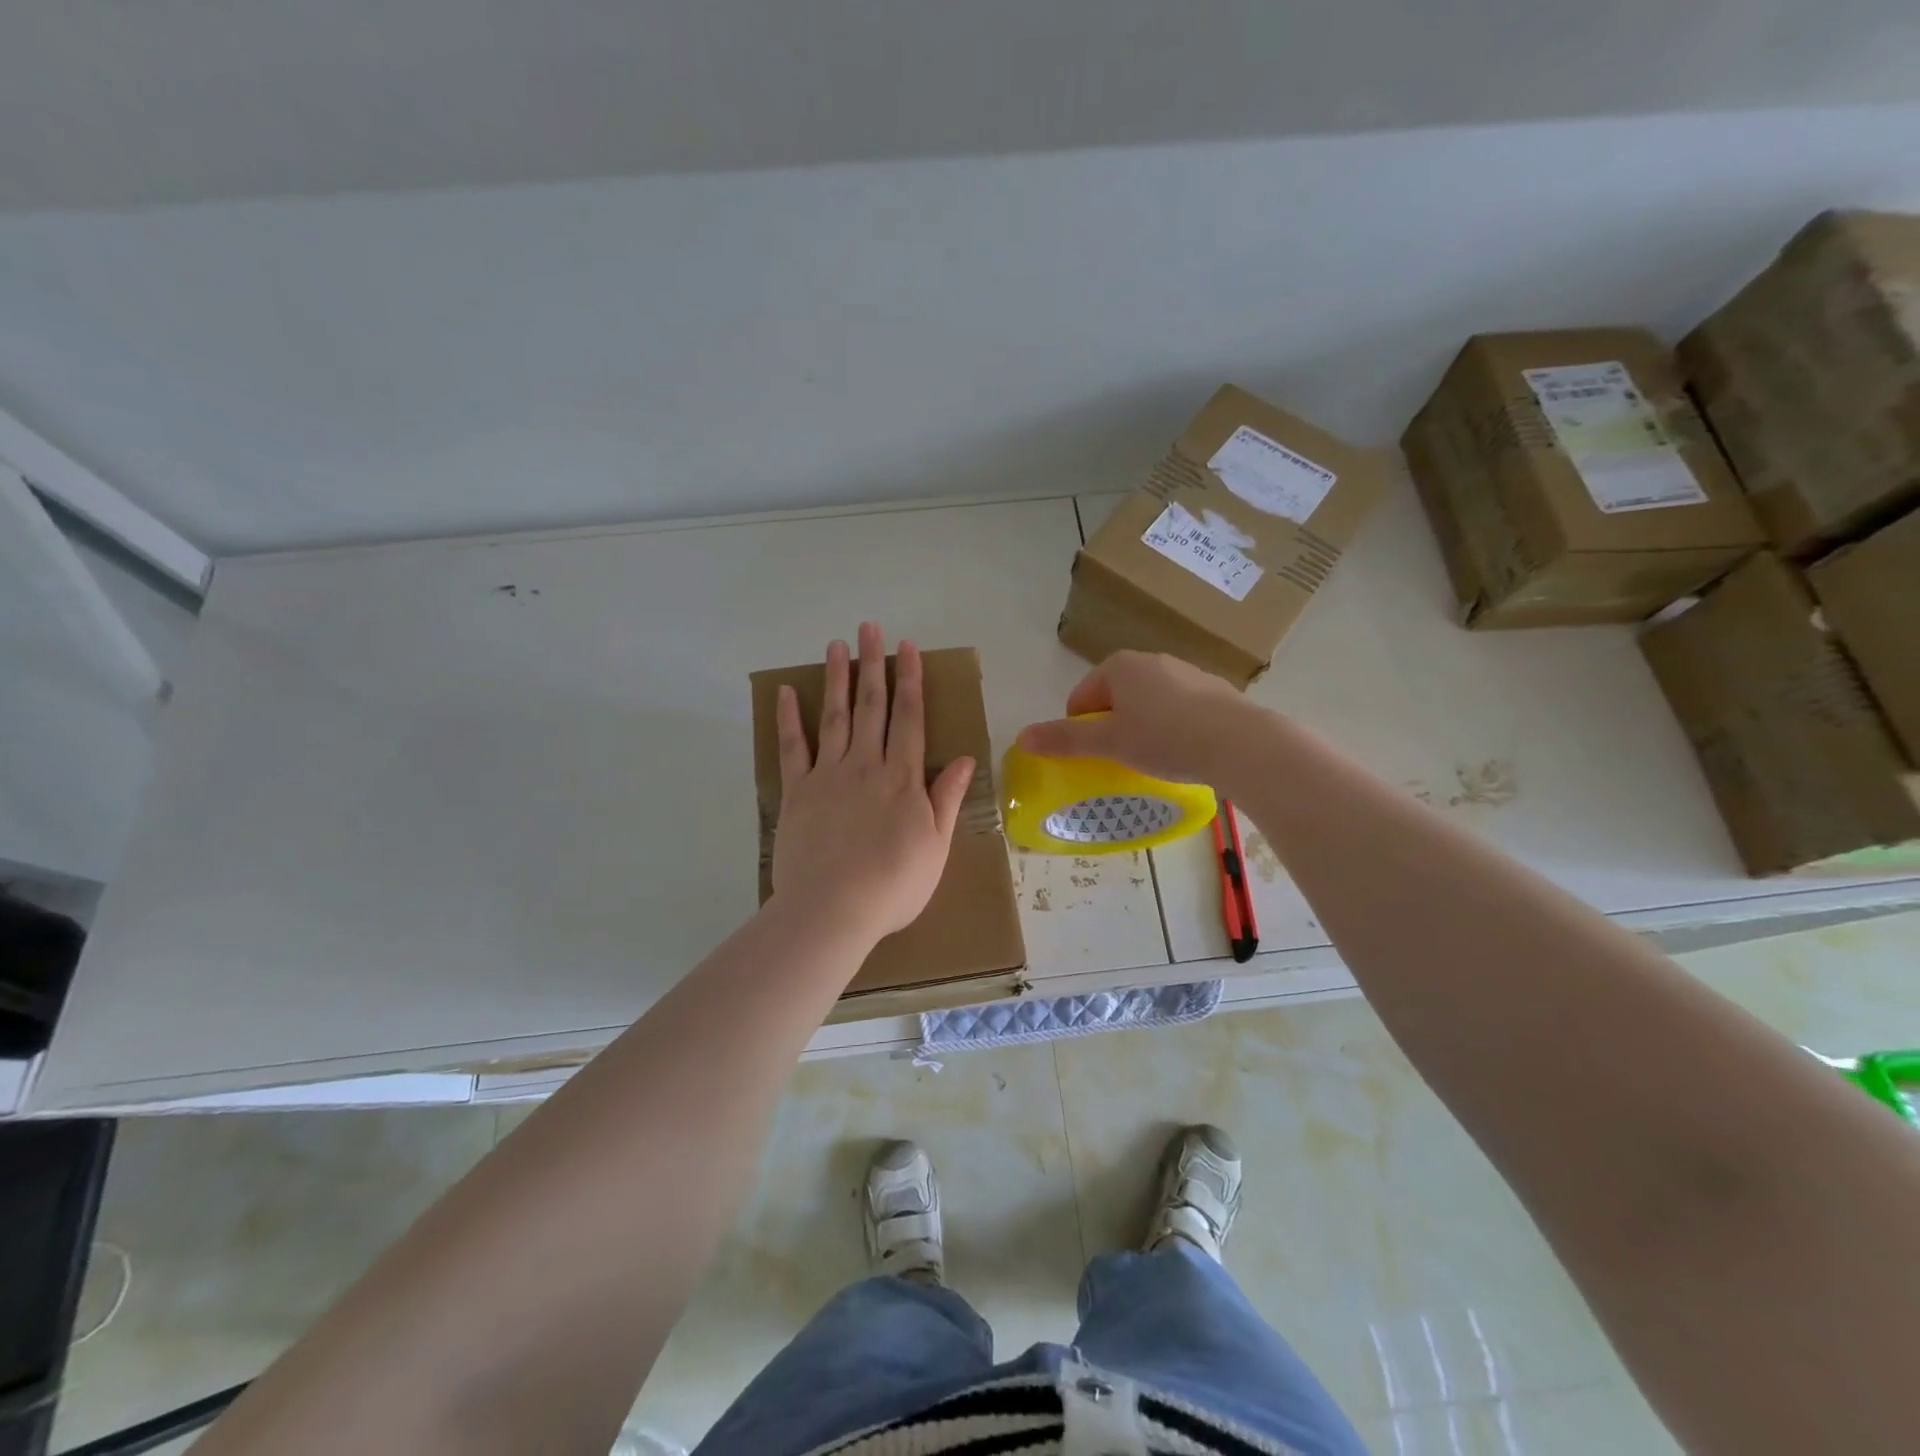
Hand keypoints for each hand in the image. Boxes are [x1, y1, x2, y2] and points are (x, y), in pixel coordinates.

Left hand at [771, 623, 975, 946]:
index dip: (910, 681)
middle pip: (871, 706)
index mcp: (903, 778)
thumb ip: (947, 798)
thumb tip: (967, 758)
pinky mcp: (797, 792)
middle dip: (873, 665)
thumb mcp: (936, 846)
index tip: (907, 648)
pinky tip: (786, 692)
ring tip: (836, 645)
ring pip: (834, 717)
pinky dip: (789, 719)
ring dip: (836, 679)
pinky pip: (792, 749)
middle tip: (870, 628)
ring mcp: (828, 776)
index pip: (910, 718)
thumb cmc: (894, 885)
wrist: (833, 910)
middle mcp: (866, 765)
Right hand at [1018, 651, 1259, 784]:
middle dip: (1112, 727)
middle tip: (1120, 759)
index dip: (1080, 729)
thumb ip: (1065, 740)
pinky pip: (1178, 709)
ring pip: (1148, 703)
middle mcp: (1152, 660)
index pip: (1082, 697)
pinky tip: (1184, 752)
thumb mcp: (1109, 743)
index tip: (1094, 756)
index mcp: (1120, 665)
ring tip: (1154, 759)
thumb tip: (1022, 738)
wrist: (1240, 743)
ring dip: (1142, 728)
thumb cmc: (1164, 738)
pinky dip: (1172, 728)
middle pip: (1114, 698)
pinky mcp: (1213, 690)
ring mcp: (1186, 672)